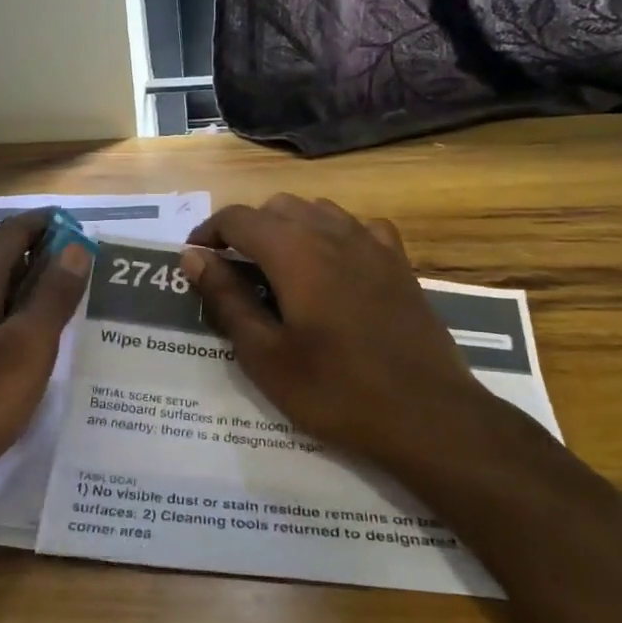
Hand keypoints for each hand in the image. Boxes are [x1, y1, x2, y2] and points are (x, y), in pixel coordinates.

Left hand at [0, 210, 92, 504]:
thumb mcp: (28, 349)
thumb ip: (53, 294)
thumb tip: (76, 247)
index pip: (15, 229)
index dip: (50, 225)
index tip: (84, 235)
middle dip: (36, 254)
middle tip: (76, 277)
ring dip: (14, 284)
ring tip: (49, 309)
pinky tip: (7, 343)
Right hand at [178, 195, 509, 474]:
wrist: (428, 416)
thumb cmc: (335, 390)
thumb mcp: (264, 354)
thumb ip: (226, 298)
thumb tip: (193, 257)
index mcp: (293, 251)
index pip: (237, 218)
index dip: (209, 232)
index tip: (195, 259)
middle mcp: (331, 232)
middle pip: (276, 207)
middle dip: (247, 229)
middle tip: (234, 272)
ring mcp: (371, 244)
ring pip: (317, 210)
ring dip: (288, 227)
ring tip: (279, 268)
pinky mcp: (399, 262)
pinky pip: (357, 227)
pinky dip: (333, 235)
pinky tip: (333, 266)